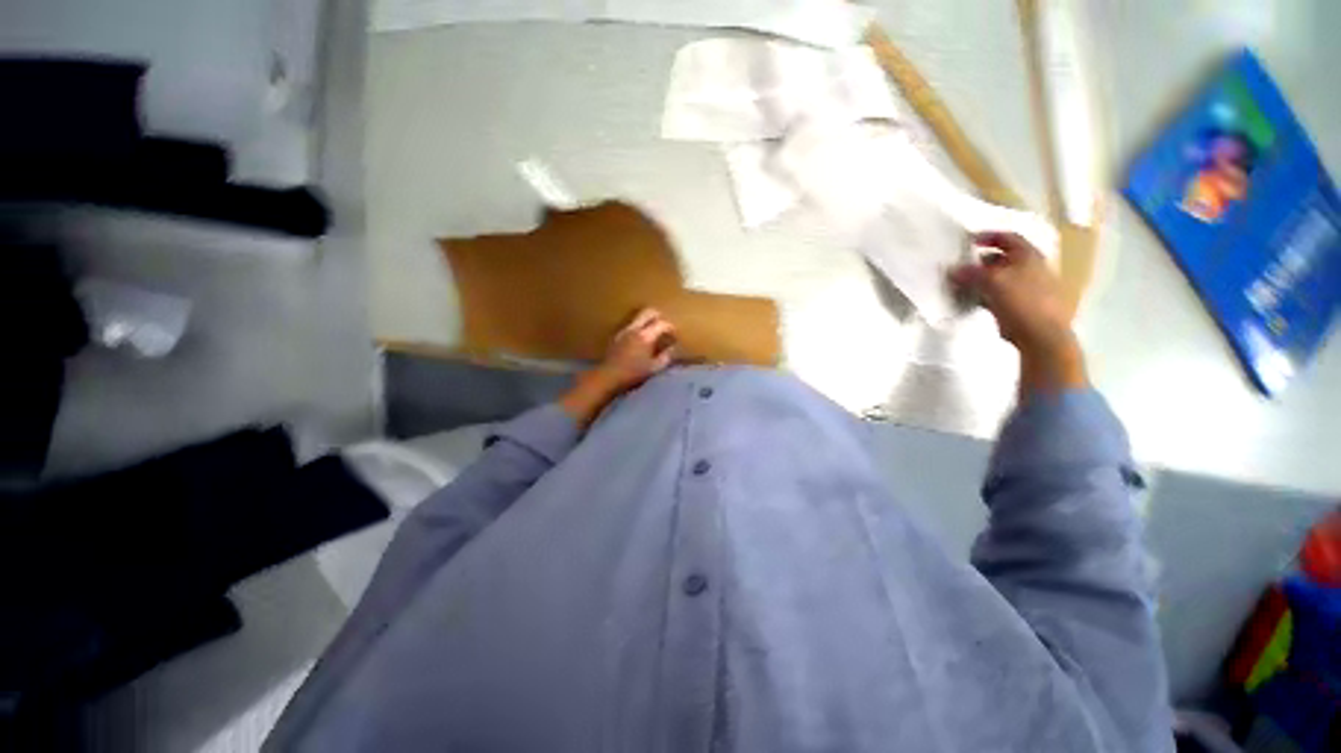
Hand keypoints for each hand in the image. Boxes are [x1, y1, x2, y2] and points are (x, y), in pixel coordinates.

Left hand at [593, 308, 677, 392]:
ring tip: (652, 332)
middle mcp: (634, 329)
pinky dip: (638, 328)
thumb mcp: (654, 369)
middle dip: (659, 316)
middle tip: (664, 325)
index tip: (675, 335)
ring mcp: (623, 331)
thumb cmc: (633, 375)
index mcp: (645, 336)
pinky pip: (630, 325)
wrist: (608, 377)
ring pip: (638, 317)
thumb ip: (665, 357)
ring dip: (647, 321)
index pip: (662, 324)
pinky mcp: (616, 336)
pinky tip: (639, 339)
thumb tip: (672, 349)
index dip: (671, 328)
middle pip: (648, 312)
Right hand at [949, 232, 1086, 396]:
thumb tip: (951, 270)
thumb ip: (970, 273)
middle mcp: (1030, 268)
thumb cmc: (1021, 300)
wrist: (1041, 334)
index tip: (969, 240)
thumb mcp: (992, 282)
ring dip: (981, 279)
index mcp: (1029, 256)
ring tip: (962, 284)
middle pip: (1003, 258)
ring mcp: (1027, 287)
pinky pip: (998, 294)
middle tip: (961, 265)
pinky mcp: (1021, 305)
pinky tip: (972, 300)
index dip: (990, 236)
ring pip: (1000, 277)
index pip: (1009, 238)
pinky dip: (984, 294)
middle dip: (981, 261)